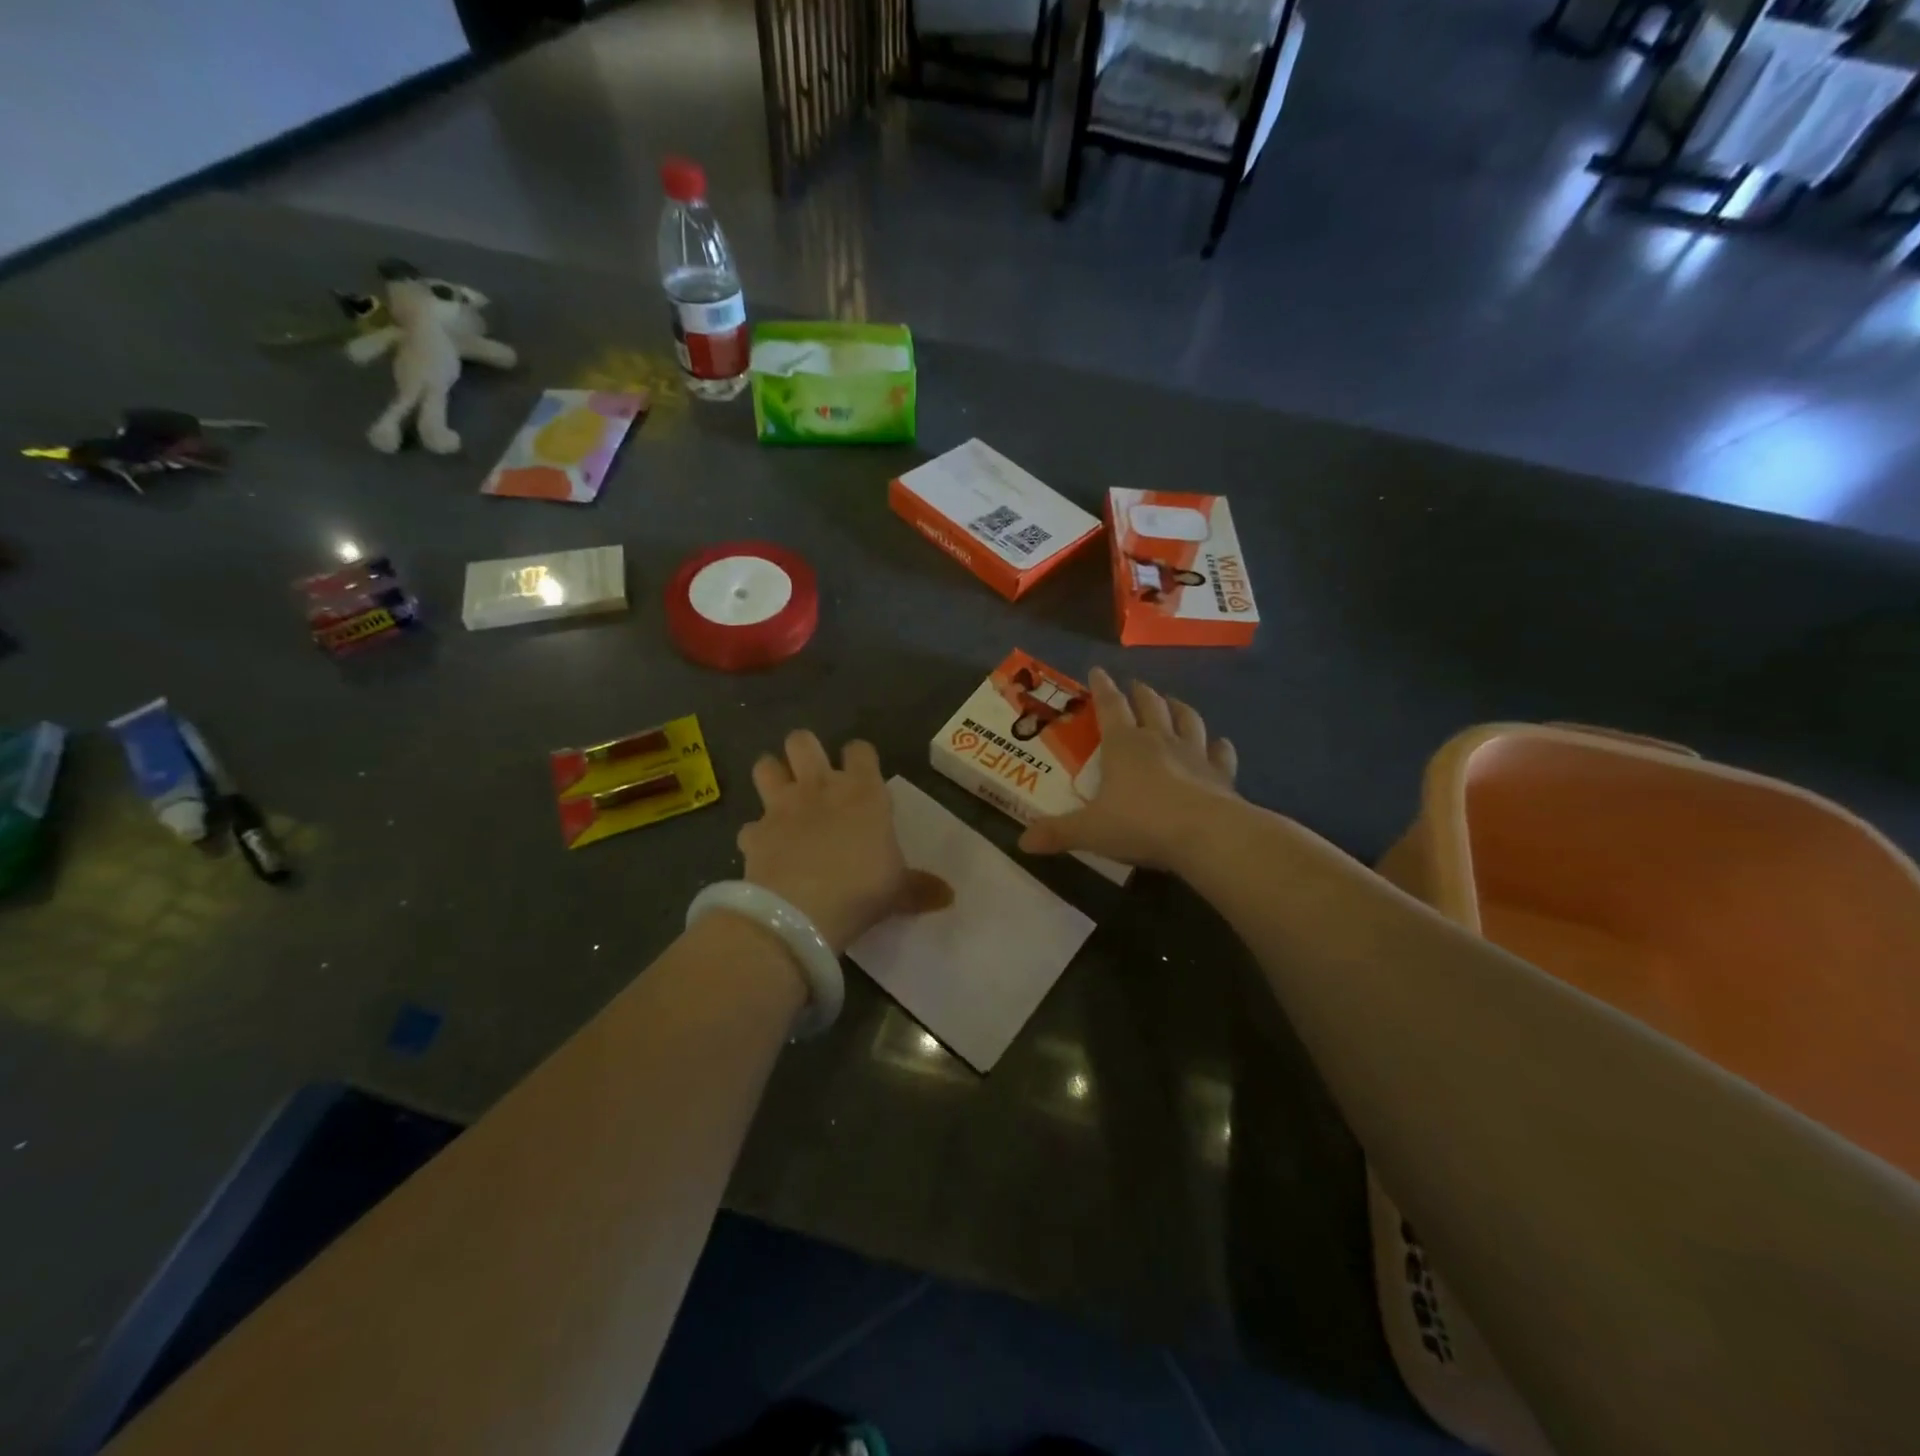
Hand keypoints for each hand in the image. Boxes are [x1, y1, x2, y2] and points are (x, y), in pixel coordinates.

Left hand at [738, 731, 945, 953]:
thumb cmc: (862, 889)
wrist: (801, 911)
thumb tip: (949, 896)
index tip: (862, 774)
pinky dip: (756, 835)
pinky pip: (750, 825)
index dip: (859, 757)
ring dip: (772, 776)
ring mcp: (781, 807)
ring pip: (765, 766)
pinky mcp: (754, 833)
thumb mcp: (898, 890)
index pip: (860, 750)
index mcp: (862, 791)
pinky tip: (764, 849)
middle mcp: (819, 787)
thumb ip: (920, 888)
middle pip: (802, 741)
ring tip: (781, 796)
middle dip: (804, 752)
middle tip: (813, 776)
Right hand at [1019, 669, 1239, 872]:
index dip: (1102, 687)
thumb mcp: (1090, 831)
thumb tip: (1023, 842)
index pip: (1110, 706)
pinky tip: (1219, 743)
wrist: (1206, 835)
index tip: (1097, 670)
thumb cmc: (1141, 824)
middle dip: (1140, 693)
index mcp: (1124, 745)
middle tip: (1135, 685)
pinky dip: (1218, 745)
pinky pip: (1220, 752)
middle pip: (1150, 706)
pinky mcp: (1221, 774)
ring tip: (1173, 702)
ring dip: (1178, 707)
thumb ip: (1057, 833)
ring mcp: (1194, 754)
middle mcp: (1159, 740)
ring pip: (1187, 720)